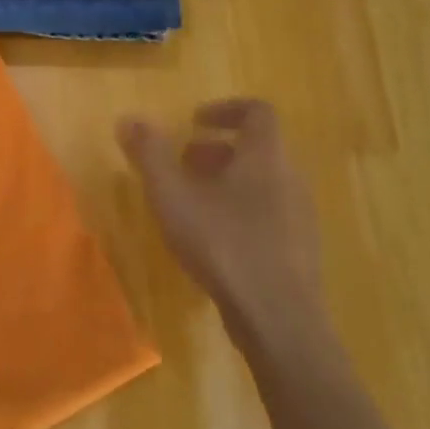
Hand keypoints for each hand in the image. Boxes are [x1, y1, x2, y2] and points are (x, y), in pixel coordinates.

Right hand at [117, 99, 322, 334]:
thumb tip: (129, 118)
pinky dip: (242, 210)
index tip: (194, 122)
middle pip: (259, 148)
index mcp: (265, 157)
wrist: (279, 319)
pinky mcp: (300, 250)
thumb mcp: (173, 196)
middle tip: (184, 162)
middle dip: (218, 149)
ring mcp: (300, 216)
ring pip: (264, 182)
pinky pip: (270, 213)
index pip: (258, 112)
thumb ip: (150, 155)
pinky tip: (214, 239)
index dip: (225, 109)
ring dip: (229, 181)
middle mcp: (290, 179)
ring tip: (193, 201)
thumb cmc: (223, 244)